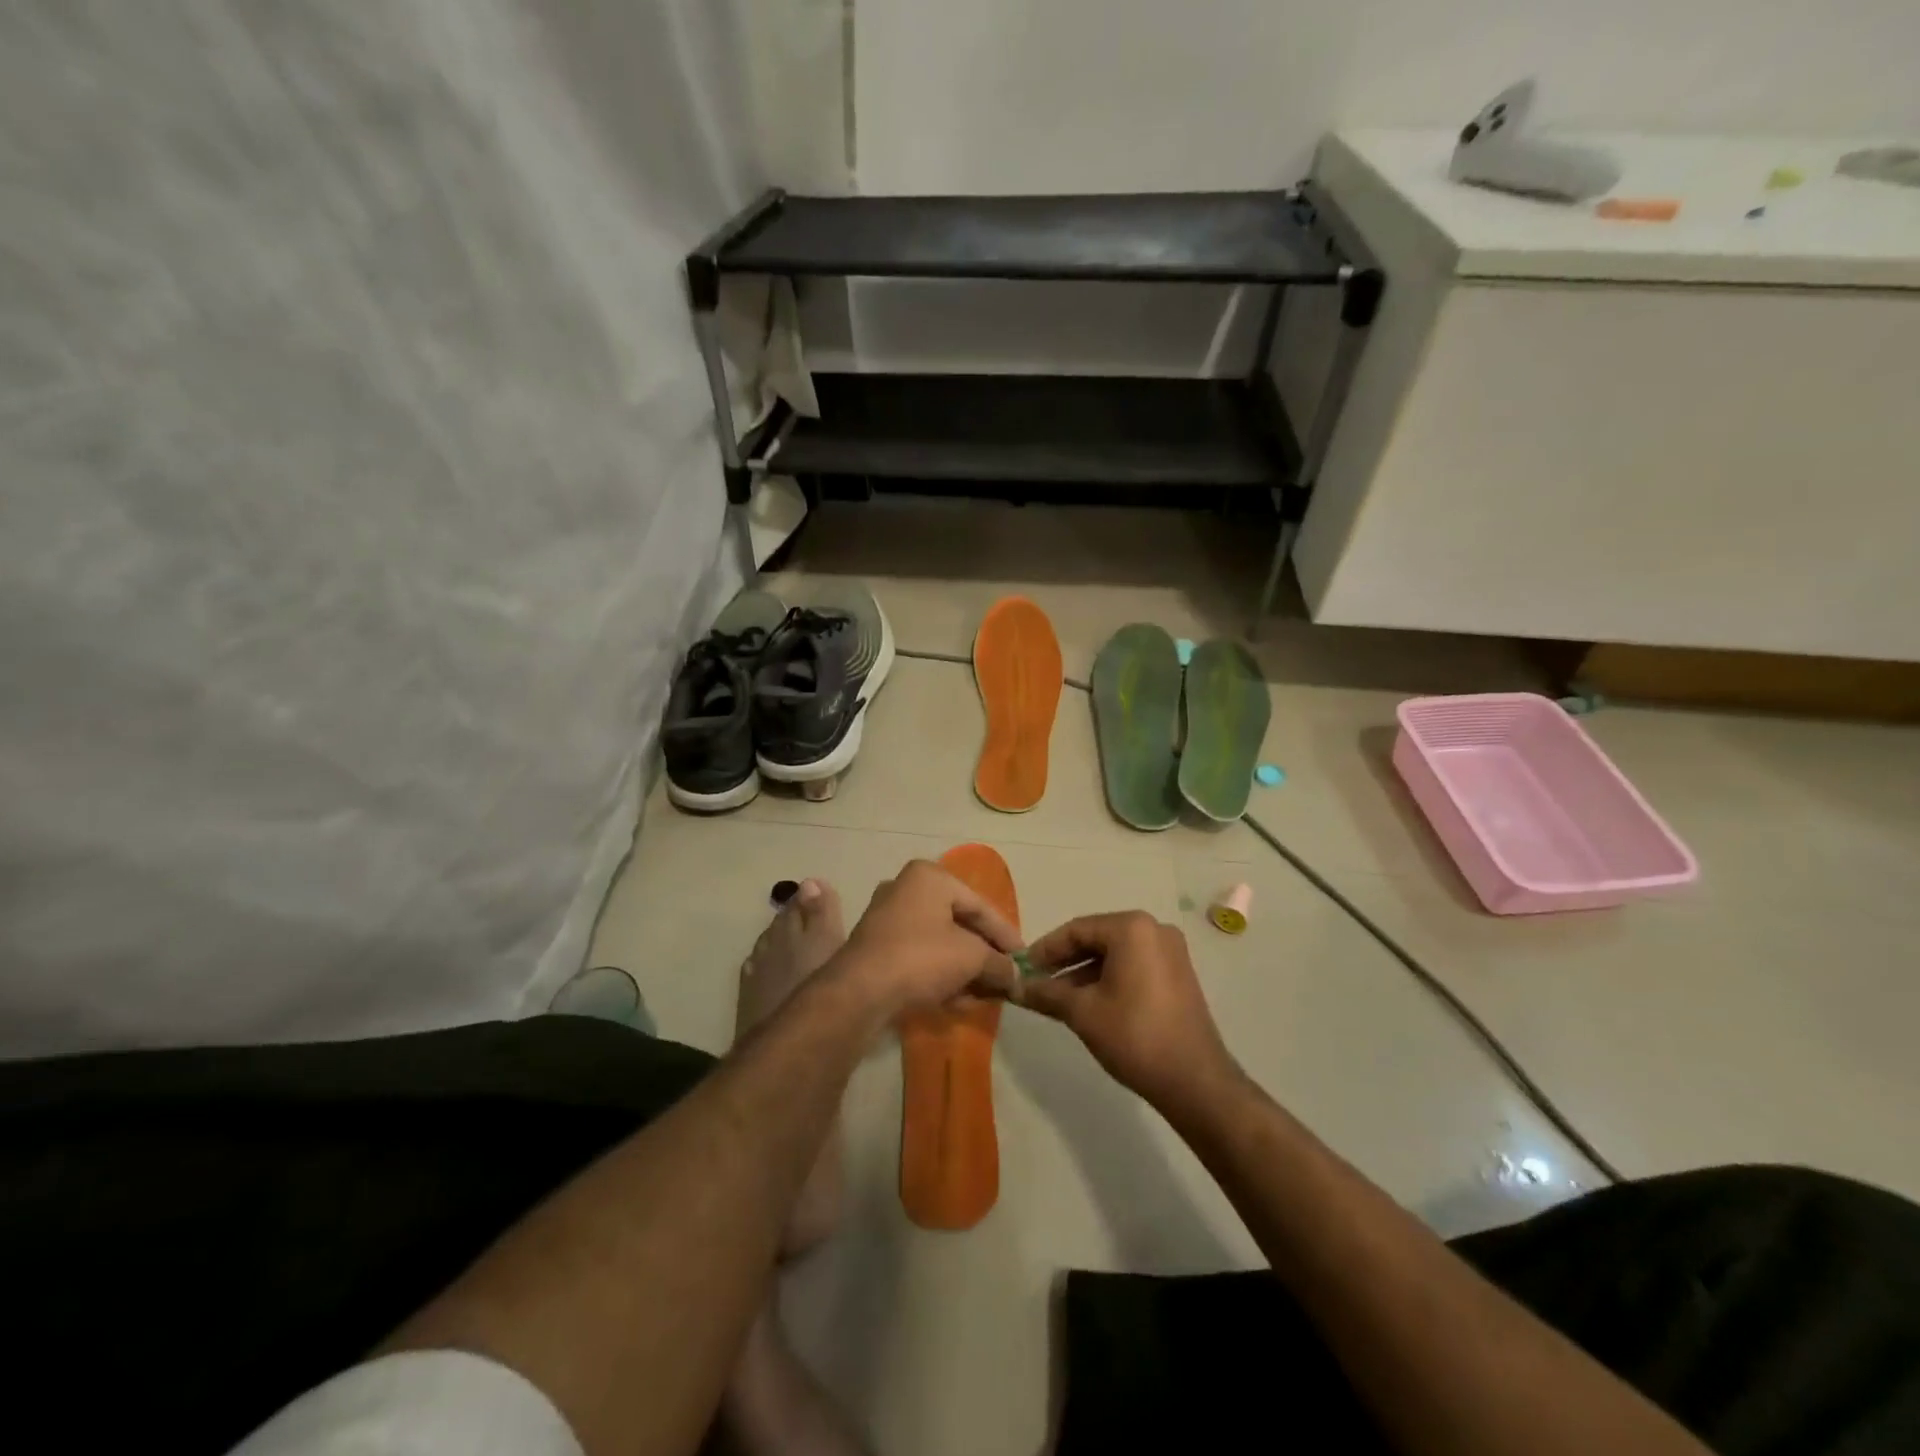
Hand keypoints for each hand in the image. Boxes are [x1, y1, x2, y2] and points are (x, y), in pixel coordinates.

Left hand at [831, 860, 1022, 1015]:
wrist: (861, 991)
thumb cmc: (922, 958)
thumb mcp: (972, 958)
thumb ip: (999, 963)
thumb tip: (1017, 977)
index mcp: (930, 877)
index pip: (980, 905)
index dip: (1005, 935)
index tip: (1023, 959)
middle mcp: (906, 888)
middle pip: (958, 923)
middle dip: (983, 954)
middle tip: (1004, 977)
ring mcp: (886, 917)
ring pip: (938, 942)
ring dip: (963, 968)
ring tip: (984, 994)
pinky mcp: (876, 946)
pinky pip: (919, 956)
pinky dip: (939, 973)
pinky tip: (957, 1000)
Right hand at [1017, 912, 1240, 1111]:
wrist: (1195, 1081)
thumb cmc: (1134, 1036)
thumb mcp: (1082, 1013)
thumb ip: (1047, 993)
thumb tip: (1016, 987)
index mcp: (1131, 928)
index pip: (1076, 929)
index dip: (1045, 949)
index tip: (1022, 969)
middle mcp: (1154, 929)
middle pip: (1096, 938)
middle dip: (1064, 962)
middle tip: (1037, 983)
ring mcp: (1171, 952)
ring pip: (1115, 955)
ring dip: (1084, 973)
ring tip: (1057, 999)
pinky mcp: (1178, 975)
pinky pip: (1134, 966)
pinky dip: (1108, 979)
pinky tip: (1088, 1003)